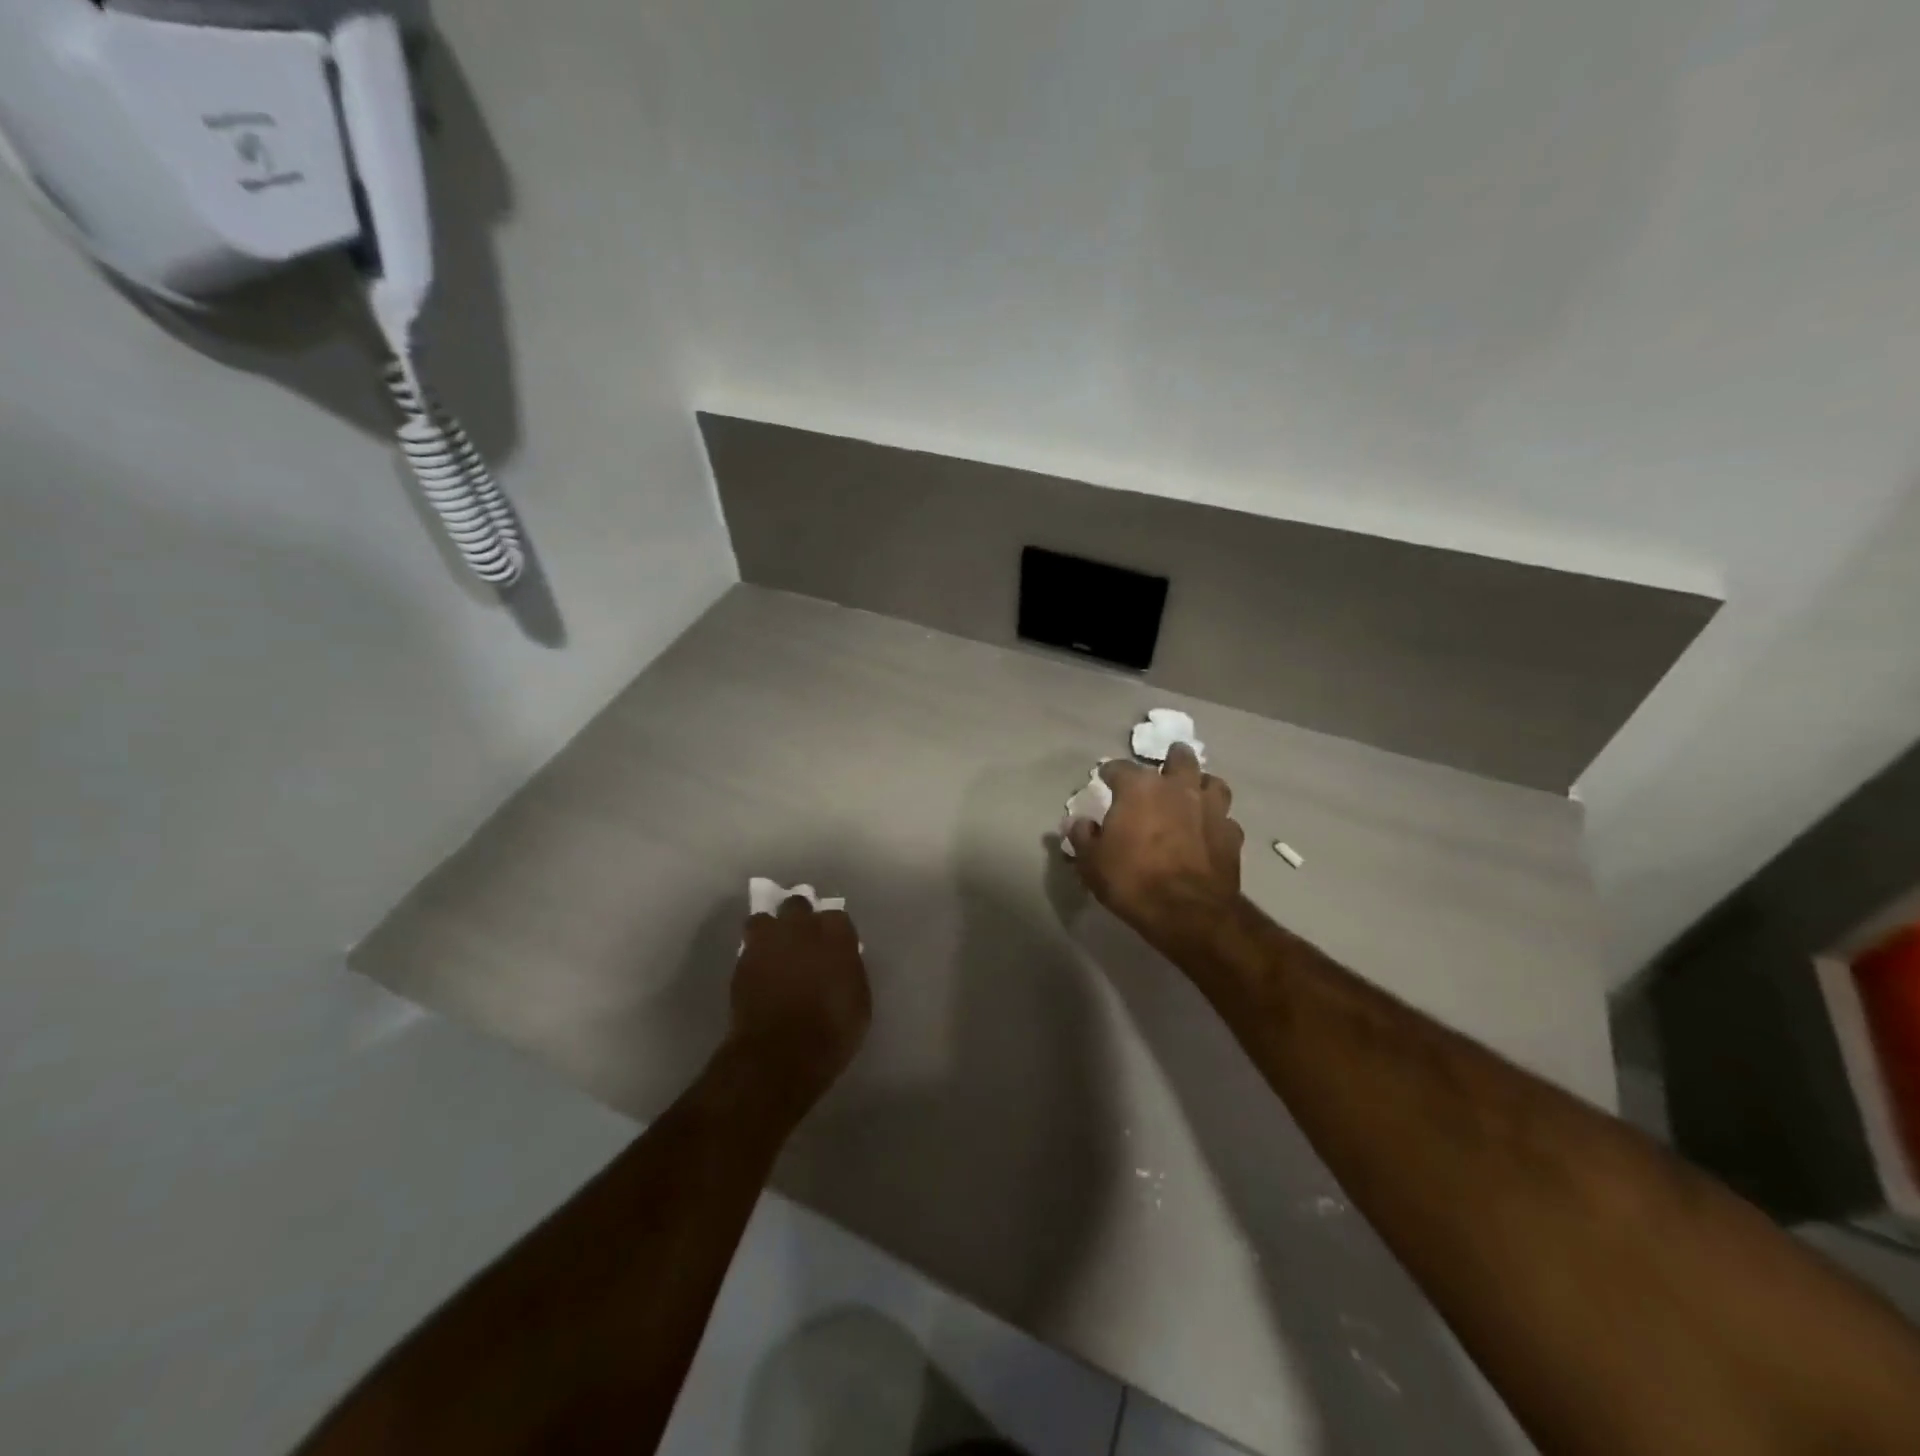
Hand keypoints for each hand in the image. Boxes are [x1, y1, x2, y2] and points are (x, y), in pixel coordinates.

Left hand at [729, 896, 871, 1110]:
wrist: (781, 1053)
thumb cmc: (832, 1031)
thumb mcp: (858, 1001)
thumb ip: (849, 971)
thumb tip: (841, 963)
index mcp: (836, 935)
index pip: (837, 917)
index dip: (834, 931)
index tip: (834, 946)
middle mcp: (801, 928)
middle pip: (797, 905)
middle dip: (799, 918)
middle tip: (802, 941)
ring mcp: (768, 942)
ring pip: (764, 919)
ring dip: (770, 931)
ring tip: (773, 950)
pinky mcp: (742, 962)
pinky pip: (748, 948)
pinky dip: (755, 956)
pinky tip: (760, 972)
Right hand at [1068, 742, 1244, 949]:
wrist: (1188, 912)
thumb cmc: (1132, 880)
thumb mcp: (1092, 862)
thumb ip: (1083, 837)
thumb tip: (1077, 822)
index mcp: (1139, 788)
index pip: (1119, 768)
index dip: (1109, 773)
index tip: (1105, 780)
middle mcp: (1177, 788)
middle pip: (1180, 758)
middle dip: (1172, 759)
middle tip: (1164, 770)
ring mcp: (1210, 809)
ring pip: (1212, 782)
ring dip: (1201, 785)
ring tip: (1193, 795)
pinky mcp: (1232, 835)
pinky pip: (1226, 819)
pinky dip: (1217, 822)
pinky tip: (1210, 832)